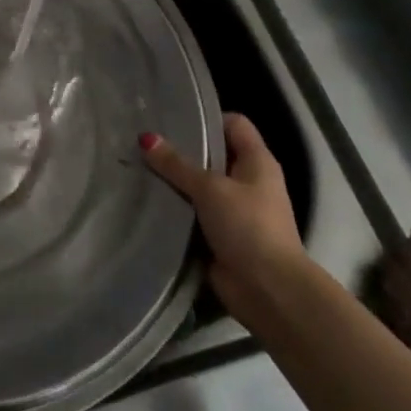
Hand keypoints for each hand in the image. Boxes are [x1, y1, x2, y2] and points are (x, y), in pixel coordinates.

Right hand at [140, 112, 305, 329]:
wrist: (269, 292)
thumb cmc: (248, 227)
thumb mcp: (210, 188)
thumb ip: (177, 164)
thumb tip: (146, 138)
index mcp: (257, 162)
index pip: (234, 124)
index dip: (207, 119)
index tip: (173, 118)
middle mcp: (248, 183)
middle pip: (214, 155)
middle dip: (183, 151)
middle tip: (148, 143)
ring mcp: (235, 211)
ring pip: (201, 186)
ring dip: (177, 183)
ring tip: (141, 169)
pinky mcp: (221, 237)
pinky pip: (195, 214)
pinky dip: (177, 210)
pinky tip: (149, 202)